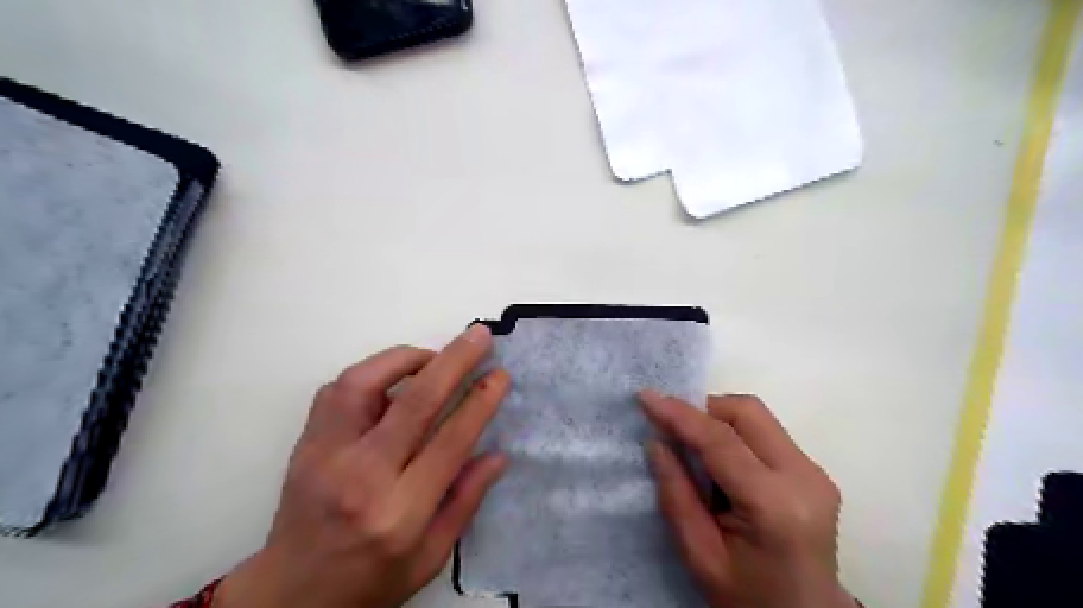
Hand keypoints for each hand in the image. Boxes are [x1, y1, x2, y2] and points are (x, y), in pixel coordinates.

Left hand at [215, 328, 509, 607]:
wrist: (291, 595)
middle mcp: (362, 477)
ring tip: (434, 357)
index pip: (450, 441)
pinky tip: (393, 378)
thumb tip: (498, 454)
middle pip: (415, 402)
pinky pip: (337, 390)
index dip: (480, 401)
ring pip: (364, 383)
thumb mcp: (431, 557)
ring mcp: (327, 455)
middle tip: (478, 335)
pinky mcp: (306, 444)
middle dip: (454, 361)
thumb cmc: (370, 579)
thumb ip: (466, 502)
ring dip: (406, 358)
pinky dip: (371, 373)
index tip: (499, 375)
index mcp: (401, 512)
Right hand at [641, 392, 855, 605]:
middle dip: (703, 410)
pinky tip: (721, 462)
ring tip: (694, 449)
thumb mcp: (700, 555)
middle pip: (747, 412)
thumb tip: (657, 441)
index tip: (645, 397)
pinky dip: (735, 434)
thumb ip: (676, 495)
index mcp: (775, 505)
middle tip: (672, 429)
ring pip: (757, 416)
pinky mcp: (815, 472)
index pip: (720, 440)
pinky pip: (766, 433)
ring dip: (719, 420)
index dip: (680, 414)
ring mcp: (815, 472)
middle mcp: (804, 477)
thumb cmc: (748, 597)